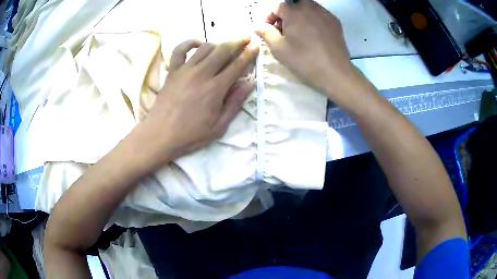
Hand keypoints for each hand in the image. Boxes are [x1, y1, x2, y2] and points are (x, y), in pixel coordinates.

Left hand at [139, 38, 258, 163]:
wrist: (161, 135)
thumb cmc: (191, 134)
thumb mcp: (219, 126)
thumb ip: (235, 103)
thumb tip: (250, 83)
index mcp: (215, 88)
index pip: (237, 65)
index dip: (248, 54)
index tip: (256, 45)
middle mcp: (201, 73)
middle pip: (223, 51)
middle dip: (237, 42)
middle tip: (246, 38)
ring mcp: (185, 70)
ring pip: (205, 48)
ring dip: (218, 44)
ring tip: (225, 46)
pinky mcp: (172, 71)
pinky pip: (180, 50)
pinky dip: (190, 43)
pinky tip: (198, 44)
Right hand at [256, 0, 372, 109]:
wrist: (335, 73)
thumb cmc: (304, 60)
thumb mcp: (278, 48)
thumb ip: (265, 33)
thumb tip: (258, 26)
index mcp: (294, 11)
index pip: (277, 6)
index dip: (270, 17)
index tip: (269, 30)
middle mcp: (310, 7)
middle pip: (292, 4)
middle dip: (285, 14)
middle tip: (284, 30)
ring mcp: (325, 13)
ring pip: (307, 7)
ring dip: (299, 15)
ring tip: (299, 32)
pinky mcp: (335, 21)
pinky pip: (319, 14)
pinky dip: (312, 20)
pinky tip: (313, 34)